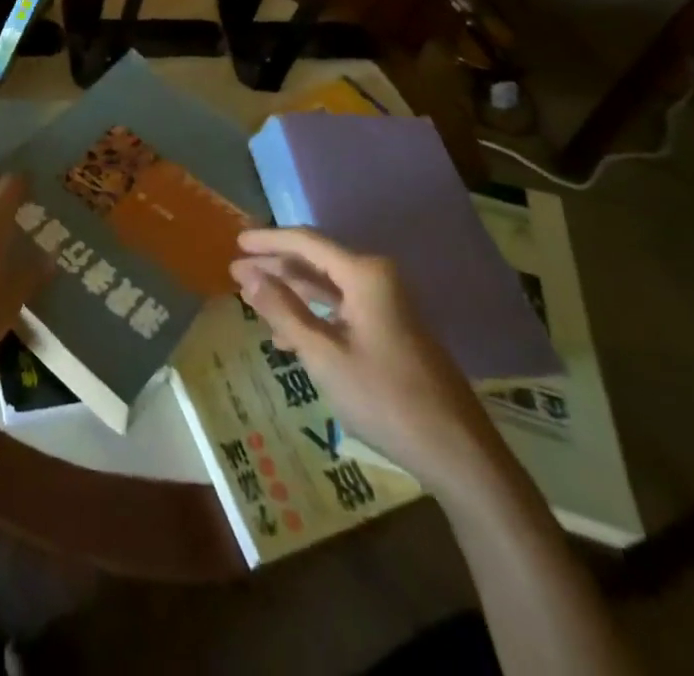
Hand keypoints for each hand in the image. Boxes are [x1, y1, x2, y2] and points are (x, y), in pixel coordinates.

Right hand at [231, 227, 510, 495]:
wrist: (458, 453)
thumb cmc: (385, 398)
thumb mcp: (324, 355)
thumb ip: (283, 310)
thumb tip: (248, 276)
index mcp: (364, 274)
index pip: (305, 242)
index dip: (268, 240)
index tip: (236, 243)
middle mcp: (377, 278)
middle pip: (315, 261)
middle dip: (275, 266)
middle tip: (235, 271)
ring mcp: (386, 304)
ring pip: (327, 286)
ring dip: (290, 292)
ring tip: (253, 299)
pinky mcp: (390, 329)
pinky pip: (342, 308)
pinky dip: (312, 315)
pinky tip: (287, 335)